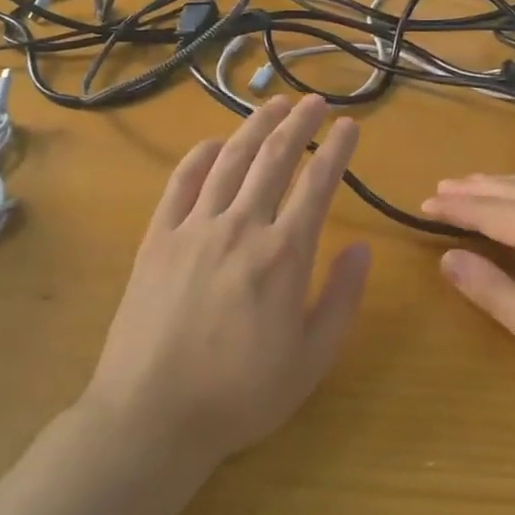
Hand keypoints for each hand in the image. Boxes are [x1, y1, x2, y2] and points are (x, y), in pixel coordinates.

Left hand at [88, 95, 371, 462]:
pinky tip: (215, 143)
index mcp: (283, 254)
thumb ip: (341, 298)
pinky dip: (200, 156)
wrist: (153, 413)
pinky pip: (181, 183)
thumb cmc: (241, 394)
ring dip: (255, 127)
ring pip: (230, 161)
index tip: (350, 126)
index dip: (337, 150)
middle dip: (299, 124)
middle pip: (274, 159)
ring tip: (273, 105)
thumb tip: (361, 246)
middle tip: (316, 101)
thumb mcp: (311, 358)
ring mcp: (193, 228)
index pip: (318, 184)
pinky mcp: (157, 238)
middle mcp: (240, 226)